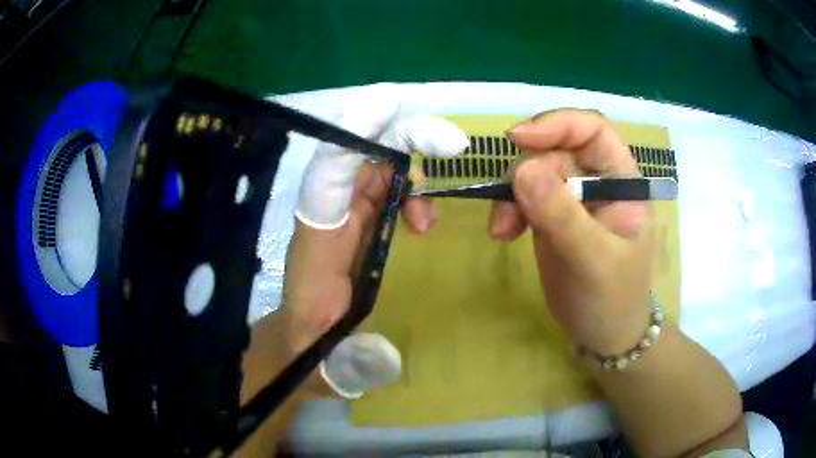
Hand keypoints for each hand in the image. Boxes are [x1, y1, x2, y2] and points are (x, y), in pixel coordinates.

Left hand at [283, 85, 467, 394]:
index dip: (352, 140)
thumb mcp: (327, 366)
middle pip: (357, 154)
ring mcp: (342, 214)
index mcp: (314, 245)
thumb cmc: (309, 350)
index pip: (326, 179)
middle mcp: (326, 216)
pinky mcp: (356, 219)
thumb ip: (349, 365)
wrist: (301, 341)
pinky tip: (422, 222)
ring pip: (375, 164)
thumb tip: (382, 360)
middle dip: (401, 137)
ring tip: (430, 214)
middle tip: (449, 143)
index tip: (386, 108)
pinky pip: (383, 185)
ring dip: (411, 165)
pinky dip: (409, 189)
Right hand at [489, 109, 653, 355]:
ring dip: (511, 193)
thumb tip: (522, 170)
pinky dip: (508, 208)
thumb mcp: (593, 260)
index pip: (592, 129)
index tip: (517, 138)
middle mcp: (597, 179)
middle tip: (509, 211)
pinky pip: (523, 195)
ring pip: (533, 170)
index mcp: (622, 180)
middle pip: (555, 148)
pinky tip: (504, 233)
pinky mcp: (551, 214)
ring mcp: (572, 196)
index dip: (557, 124)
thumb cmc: (612, 299)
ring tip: (502, 230)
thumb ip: (562, 215)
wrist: (602, 334)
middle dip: (526, 171)